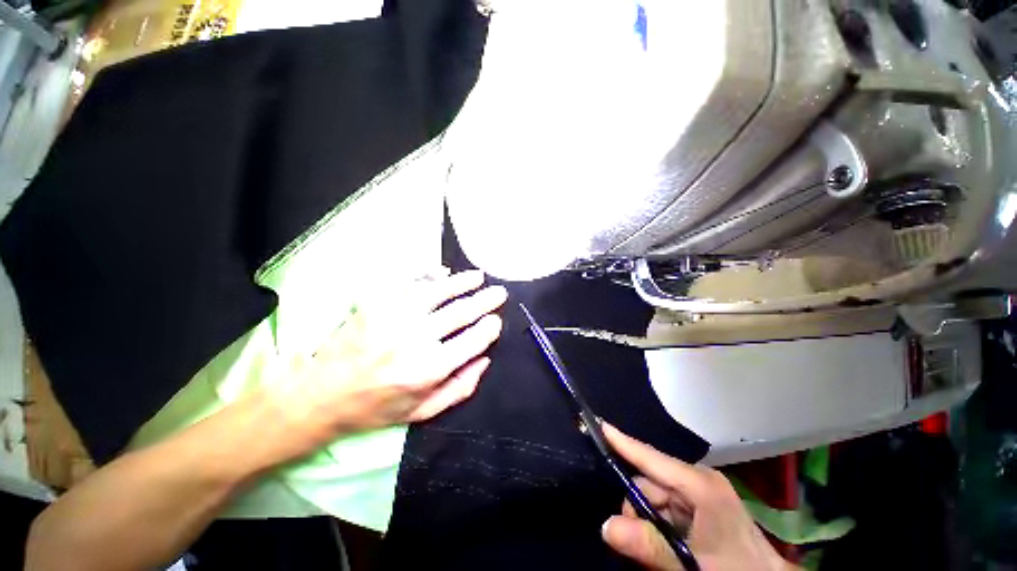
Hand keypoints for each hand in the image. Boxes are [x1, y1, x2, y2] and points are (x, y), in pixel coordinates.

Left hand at [265, 269, 505, 457]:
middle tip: (499, 293)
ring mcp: (394, 316)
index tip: (496, 321)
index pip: (473, 340)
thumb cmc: (377, 406)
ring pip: (439, 291)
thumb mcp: (423, 411)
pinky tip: (443, 273)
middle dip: (486, 300)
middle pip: (461, 311)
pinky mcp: (376, 302)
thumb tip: (485, 358)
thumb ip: (460, 388)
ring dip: (463, 282)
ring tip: (479, 276)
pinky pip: (410, 282)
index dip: (490, 327)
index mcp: (430, 369)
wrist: (322, 394)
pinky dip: (431, 275)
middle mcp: (416, 339)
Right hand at [600, 424, 793, 570]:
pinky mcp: (700, 509)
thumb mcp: (693, 564)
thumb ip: (651, 546)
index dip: (622, 441)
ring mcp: (699, 494)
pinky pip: (665, 511)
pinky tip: (669, 548)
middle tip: (636, 543)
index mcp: (699, 484)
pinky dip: (659, 527)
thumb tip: (606, 525)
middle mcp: (697, 481)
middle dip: (637, 510)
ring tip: (661, 554)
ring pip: (654, 499)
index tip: (598, 423)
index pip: (650, 458)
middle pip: (648, 484)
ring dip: (648, 523)